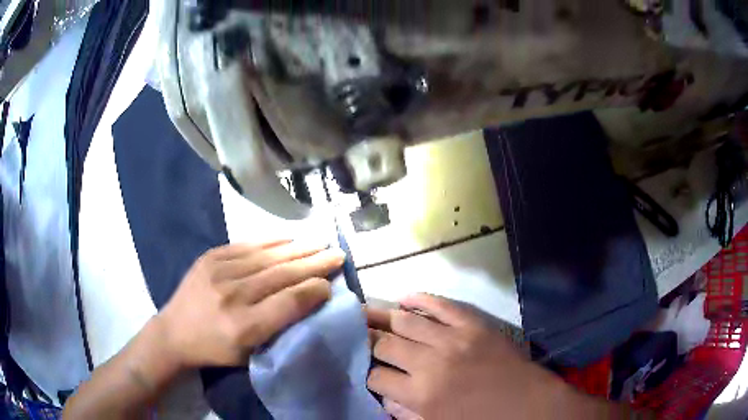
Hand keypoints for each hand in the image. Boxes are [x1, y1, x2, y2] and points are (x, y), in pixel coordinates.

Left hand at [156, 239, 344, 367]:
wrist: (174, 332)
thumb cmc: (216, 349)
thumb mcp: (249, 353)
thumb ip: (278, 328)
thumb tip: (308, 299)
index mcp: (244, 327)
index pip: (289, 302)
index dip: (315, 290)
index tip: (331, 284)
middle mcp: (233, 296)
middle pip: (282, 274)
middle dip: (314, 263)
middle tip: (337, 254)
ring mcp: (219, 271)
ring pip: (268, 256)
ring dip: (298, 249)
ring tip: (319, 243)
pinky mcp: (211, 257)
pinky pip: (247, 245)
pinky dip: (271, 241)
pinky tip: (289, 239)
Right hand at [366, 294, 610, 419]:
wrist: (528, 404)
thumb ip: (405, 413)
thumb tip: (384, 396)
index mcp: (421, 394)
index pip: (376, 378)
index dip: (367, 374)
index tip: (366, 371)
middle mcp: (431, 362)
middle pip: (384, 345)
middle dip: (366, 341)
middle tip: (354, 334)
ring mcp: (453, 338)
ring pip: (406, 321)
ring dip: (382, 316)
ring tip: (365, 312)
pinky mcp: (473, 323)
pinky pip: (441, 304)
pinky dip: (421, 299)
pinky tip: (404, 298)